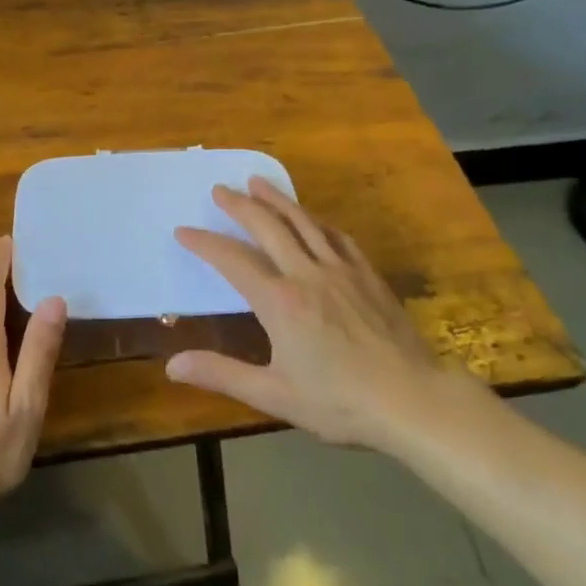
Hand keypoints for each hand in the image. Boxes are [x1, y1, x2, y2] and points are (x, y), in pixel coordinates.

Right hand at [167, 178, 459, 448]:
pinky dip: (317, 220)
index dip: (205, 243)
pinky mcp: (367, 275)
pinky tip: (312, 217)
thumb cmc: (340, 403)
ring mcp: (341, 270)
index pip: (232, 260)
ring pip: (303, 222)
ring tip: (257, 182)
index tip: (183, 230)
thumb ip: (222, 374)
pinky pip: (337, 236)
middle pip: (268, 226)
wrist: (414, 400)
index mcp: (279, 302)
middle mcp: (306, 274)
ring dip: (276, 199)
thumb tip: (172, 365)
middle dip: (239, 206)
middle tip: (219, 189)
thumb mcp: (274, 395)